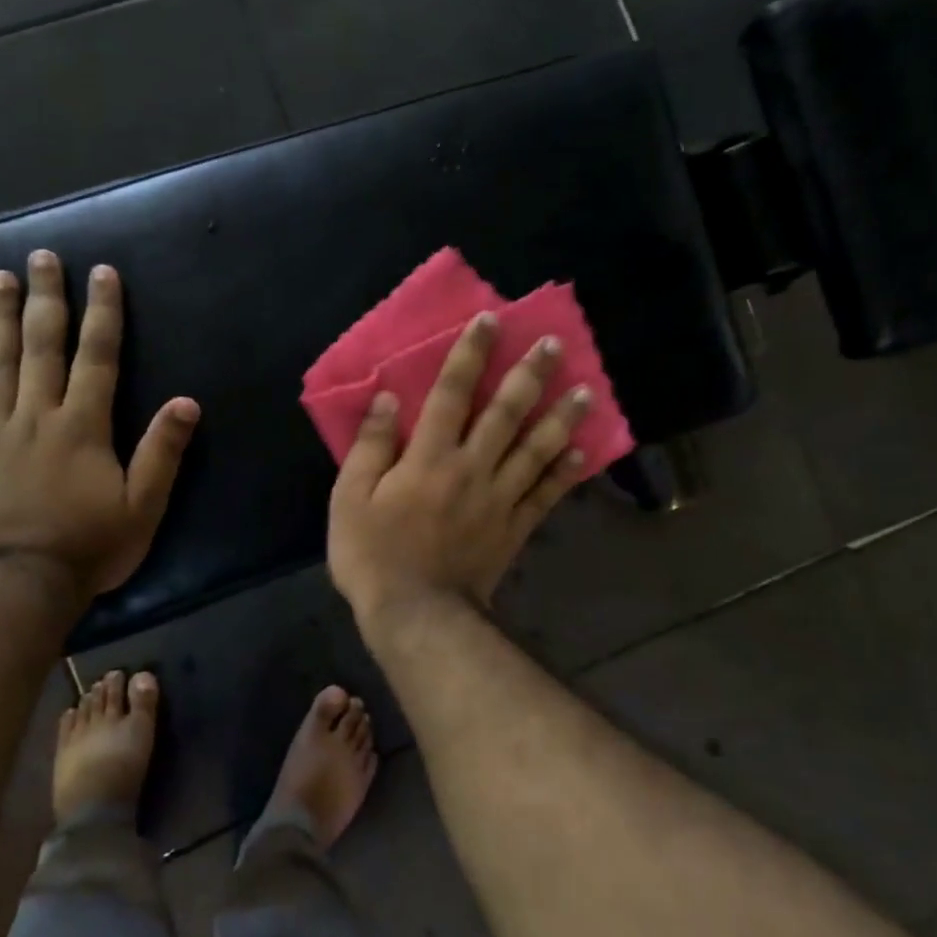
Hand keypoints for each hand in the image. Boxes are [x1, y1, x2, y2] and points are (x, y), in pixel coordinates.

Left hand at [0, 250, 199, 599]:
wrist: (23, 586)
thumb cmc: (91, 546)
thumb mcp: (143, 506)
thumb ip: (162, 452)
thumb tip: (186, 402)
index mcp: (83, 426)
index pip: (97, 357)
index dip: (103, 313)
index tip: (102, 273)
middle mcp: (37, 416)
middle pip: (42, 347)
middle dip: (46, 300)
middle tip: (42, 258)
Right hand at [328, 312, 588, 625]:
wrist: (415, 615)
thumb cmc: (373, 555)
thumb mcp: (350, 498)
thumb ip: (370, 446)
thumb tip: (388, 399)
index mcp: (429, 457)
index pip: (451, 393)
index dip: (470, 355)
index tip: (490, 321)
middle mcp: (471, 468)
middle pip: (505, 413)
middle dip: (530, 375)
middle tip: (555, 344)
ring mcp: (498, 499)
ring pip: (535, 449)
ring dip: (560, 417)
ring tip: (586, 390)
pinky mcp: (513, 528)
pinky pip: (544, 496)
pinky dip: (564, 474)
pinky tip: (582, 452)